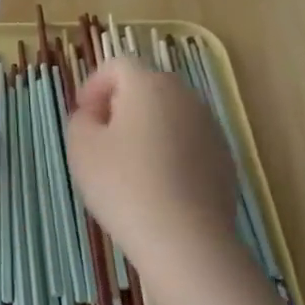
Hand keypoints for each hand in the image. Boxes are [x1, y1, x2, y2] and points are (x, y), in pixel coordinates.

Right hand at [66, 57, 234, 269]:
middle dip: (120, 106)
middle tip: (100, 140)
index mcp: (149, 85)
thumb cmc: (124, 185)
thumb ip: (80, 120)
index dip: (93, 85)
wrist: (186, 239)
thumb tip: (94, 115)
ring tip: (127, 167)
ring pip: (169, 116)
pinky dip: (169, 154)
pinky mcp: (224, 159)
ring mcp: (211, 128)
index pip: (117, 65)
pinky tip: (156, 187)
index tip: (82, 116)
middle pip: (147, 87)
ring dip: (146, 130)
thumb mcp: (81, 148)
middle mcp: (186, 96)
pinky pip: (188, 144)